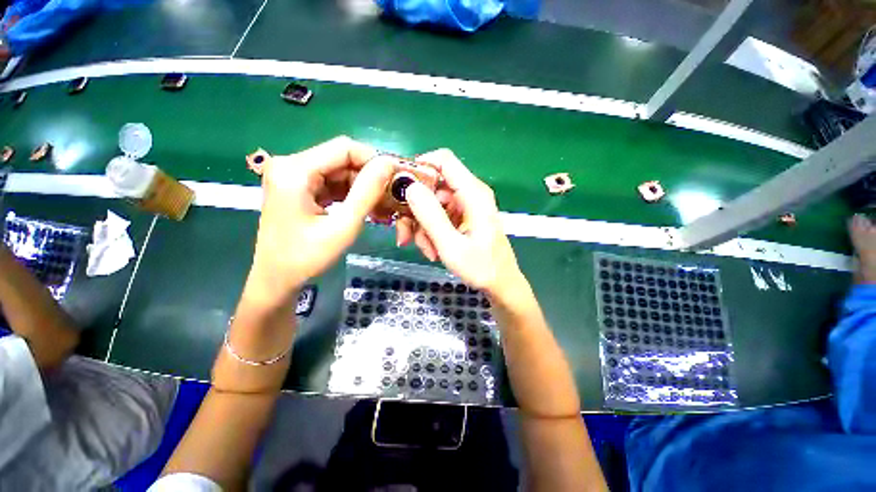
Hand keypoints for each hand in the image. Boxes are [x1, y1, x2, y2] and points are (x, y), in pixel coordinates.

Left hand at [247, 136, 395, 304]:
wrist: (277, 279)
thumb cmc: (307, 257)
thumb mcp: (343, 226)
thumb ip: (367, 193)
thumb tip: (388, 164)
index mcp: (295, 170)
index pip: (344, 148)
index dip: (374, 160)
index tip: (395, 179)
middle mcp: (291, 164)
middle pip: (342, 159)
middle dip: (370, 178)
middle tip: (391, 199)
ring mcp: (294, 176)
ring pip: (340, 172)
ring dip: (363, 188)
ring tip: (382, 209)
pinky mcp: (299, 187)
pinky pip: (333, 183)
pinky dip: (352, 195)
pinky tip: (366, 209)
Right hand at [398, 149, 523, 297]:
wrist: (500, 284)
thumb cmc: (481, 268)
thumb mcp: (451, 246)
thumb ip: (431, 216)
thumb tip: (411, 187)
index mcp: (473, 193)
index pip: (443, 160)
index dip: (419, 168)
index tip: (400, 189)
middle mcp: (469, 194)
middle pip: (432, 186)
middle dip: (415, 211)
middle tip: (405, 235)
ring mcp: (464, 206)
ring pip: (431, 204)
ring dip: (422, 227)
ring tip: (427, 250)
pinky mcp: (461, 217)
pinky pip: (438, 216)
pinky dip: (430, 232)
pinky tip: (434, 250)